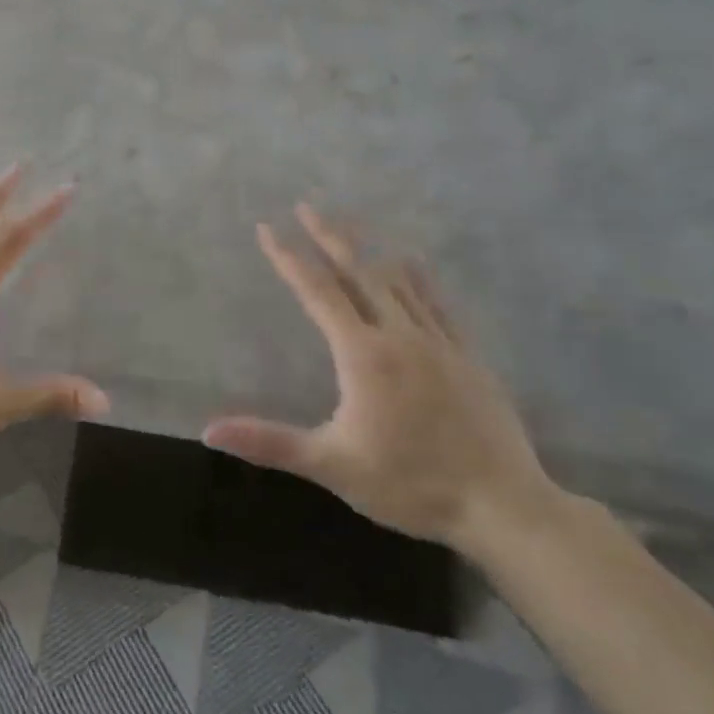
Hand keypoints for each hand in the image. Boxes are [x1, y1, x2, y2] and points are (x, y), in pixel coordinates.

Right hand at [203, 205, 554, 553]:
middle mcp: (399, 334)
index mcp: (363, 353)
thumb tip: (208, 430)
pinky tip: (411, 261)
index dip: (289, 258)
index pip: (318, 292)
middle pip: (358, 272)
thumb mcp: (332, 465)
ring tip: (349, 223)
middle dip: (329, 237)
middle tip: (307, 205)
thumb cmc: (411, 485)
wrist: (505, 508)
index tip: (268, 228)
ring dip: (368, 248)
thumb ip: (270, 442)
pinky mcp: (468, 355)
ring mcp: (439, 342)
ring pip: (398, 280)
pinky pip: (437, 302)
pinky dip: (417, 276)